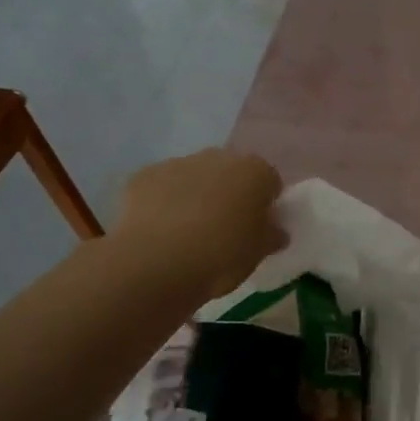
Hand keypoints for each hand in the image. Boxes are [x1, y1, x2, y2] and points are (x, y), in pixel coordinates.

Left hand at [113, 150, 284, 299]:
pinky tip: (161, 230)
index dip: (266, 203)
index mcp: (255, 172)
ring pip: (195, 176)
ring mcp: (178, 163)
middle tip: (226, 227)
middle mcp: (219, 158)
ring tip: (189, 231)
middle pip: (232, 172)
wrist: (157, 262)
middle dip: (231, 192)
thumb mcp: (259, 253)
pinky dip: (164, 201)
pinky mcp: (144, 176)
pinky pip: (162, 186)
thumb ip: (272, 235)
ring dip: (197, 194)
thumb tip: (275, 230)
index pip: (271, 181)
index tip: (259, 226)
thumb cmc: (222, 255)